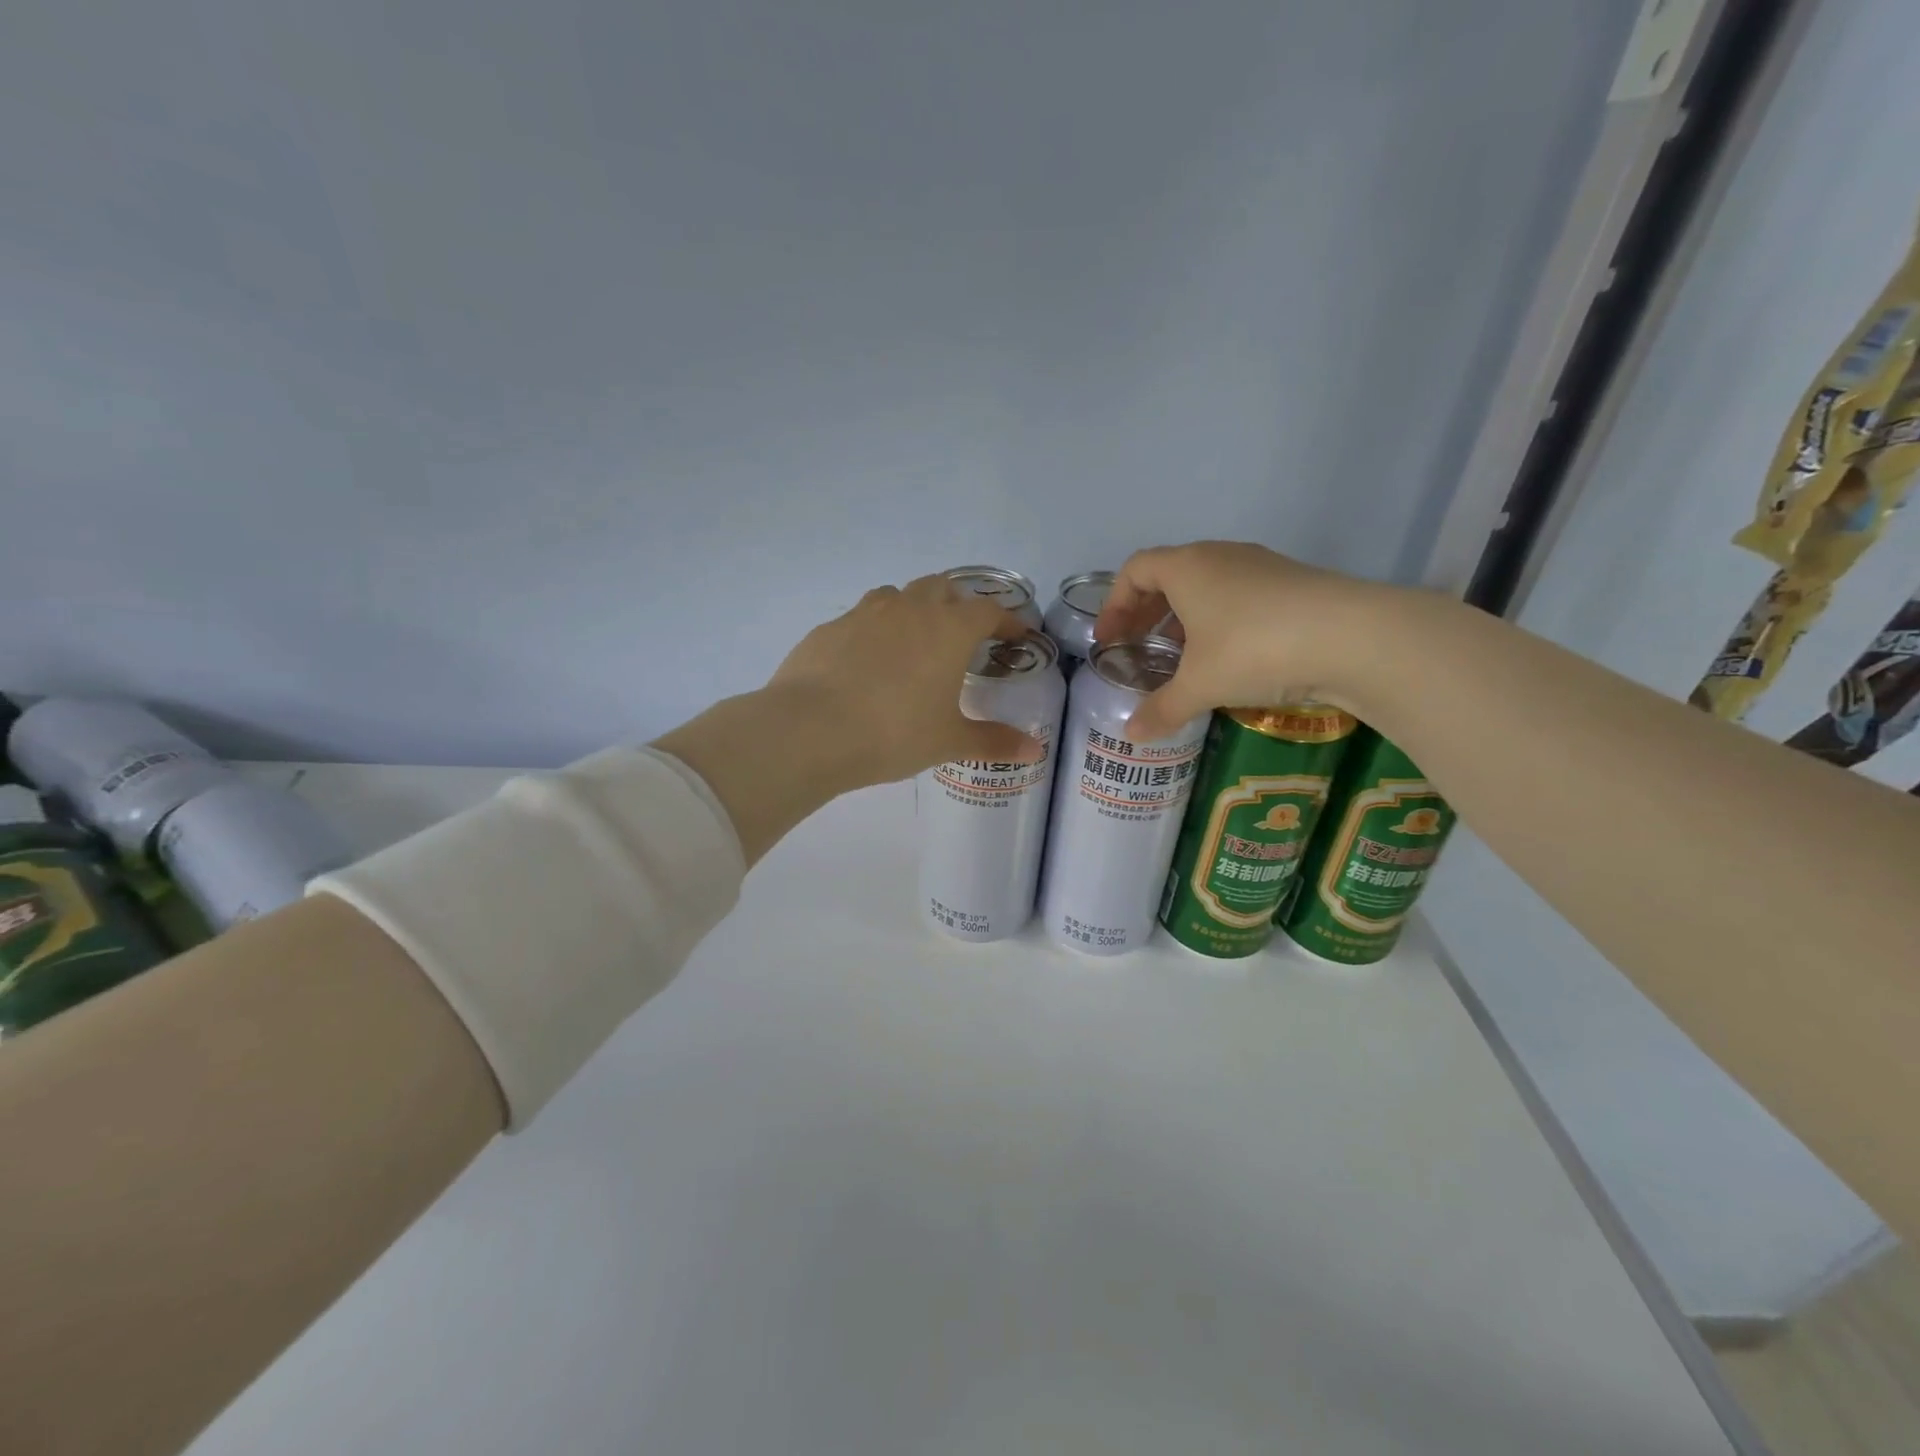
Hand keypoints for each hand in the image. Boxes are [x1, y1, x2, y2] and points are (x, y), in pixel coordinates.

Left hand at [768, 576, 1044, 786]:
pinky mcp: (829, 628)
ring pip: (898, 596)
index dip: (1007, 620)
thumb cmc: (894, 732)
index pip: (988, 610)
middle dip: (959, 605)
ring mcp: (865, 613)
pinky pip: (861, 618)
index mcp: (948, 629)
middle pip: (942, 588)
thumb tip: (1034, 750)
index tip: (1016, 636)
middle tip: (963, 635)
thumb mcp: (949, 741)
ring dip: (914, 610)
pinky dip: (874, 631)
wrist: (810, 729)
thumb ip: (994, 741)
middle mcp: (910, 609)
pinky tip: (867, 664)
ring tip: (915, 643)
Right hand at [1092, 541, 1386, 740]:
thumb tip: (1130, 735)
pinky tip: (1229, 657)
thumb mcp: (1200, 685)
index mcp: (1187, 567)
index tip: (1110, 639)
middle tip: (1139, 647)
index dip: (1115, 604)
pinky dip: (1220, 620)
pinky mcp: (1293, 582)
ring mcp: (1261, 566)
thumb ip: (1161, 708)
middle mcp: (1220, 556)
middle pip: (1169, 574)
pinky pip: (1239, 595)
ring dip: (1185, 616)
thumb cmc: (1254, 649)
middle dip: (1147, 611)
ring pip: (1208, 584)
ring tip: (1182, 656)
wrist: (1354, 636)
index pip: (1135, 570)